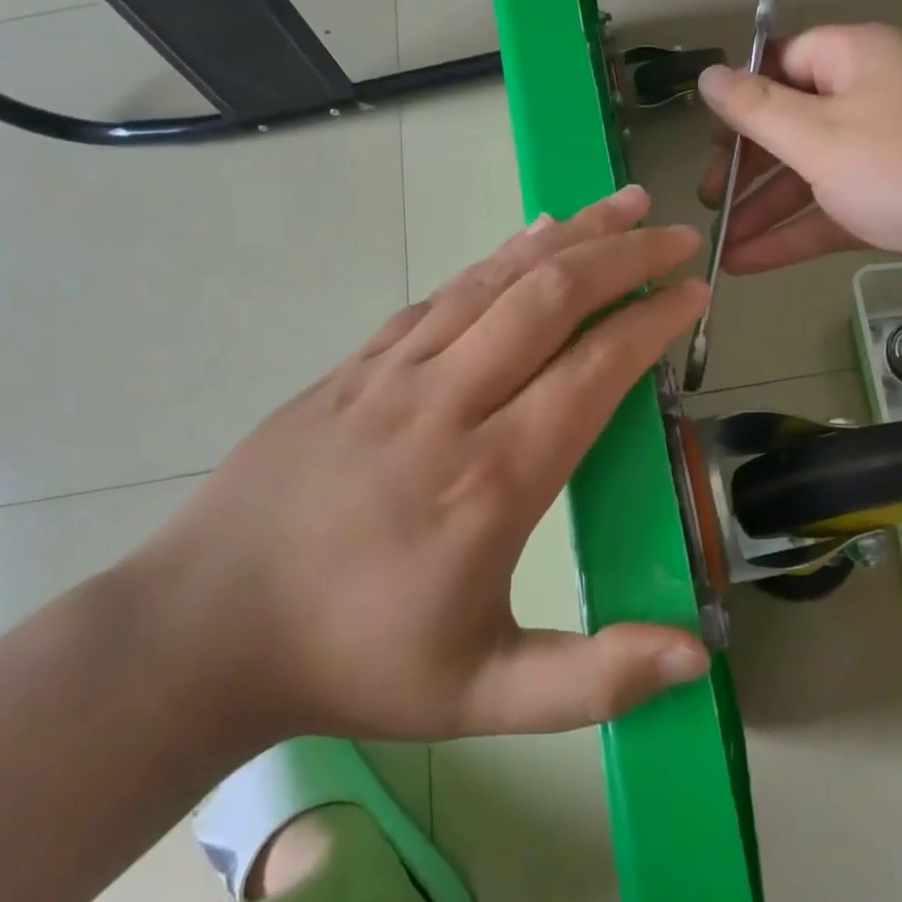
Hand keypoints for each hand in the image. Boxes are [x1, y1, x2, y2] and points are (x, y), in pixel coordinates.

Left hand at [127, 186, 712, 745]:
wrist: (204, 628)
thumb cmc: (354, 662)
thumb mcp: (483, 697)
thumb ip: (595, 678)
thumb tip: (698, 655)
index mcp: (492, 479)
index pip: (594, 370)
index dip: (652, 322)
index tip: (694, 293)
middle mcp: (448, 405)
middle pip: (550, 299)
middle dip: (623, 255)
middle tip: (673, 233)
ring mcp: (394, 374)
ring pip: (495, 280)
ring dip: (567, 236)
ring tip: (619, 204)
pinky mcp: (357, 365)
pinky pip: (442, 293)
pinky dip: (496, 257)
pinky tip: (529, 237)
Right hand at [696, 24, 901, 306]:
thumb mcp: (821, 136)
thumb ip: (758, 110)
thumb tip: (709, 75)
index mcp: (854, 61)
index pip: (783, 63)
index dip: (741, 96)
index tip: (706, 137)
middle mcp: (869, 101)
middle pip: (790, 124)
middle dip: (745, 164)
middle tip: (708, 198)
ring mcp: (885, 157)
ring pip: (809, 177)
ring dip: (763, 210)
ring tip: (718, 243)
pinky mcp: (896, 206)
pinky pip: (832, 213)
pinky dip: (793, 236)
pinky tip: (748, 263)